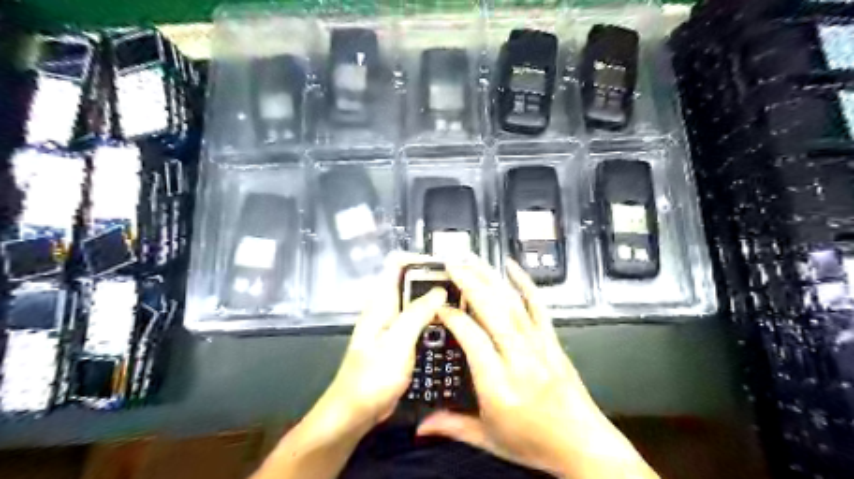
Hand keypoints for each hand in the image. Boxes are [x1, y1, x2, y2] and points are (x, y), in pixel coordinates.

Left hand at [314, 254, 446, 437]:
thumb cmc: (372, 377)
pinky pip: (419, 322)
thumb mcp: (397, 343)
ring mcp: (393, 325)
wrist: (355, 412)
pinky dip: (433, 320)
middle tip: (462, 287)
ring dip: (436, 300)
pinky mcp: (399, 341)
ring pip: (416, 302)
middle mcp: (386, 308)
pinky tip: (450, 327)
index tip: (445, 266)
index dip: (419, 258)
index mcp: (381, 302)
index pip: (396, 263)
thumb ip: (417, 314)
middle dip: (434, 279)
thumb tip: (440, 290)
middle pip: (410, 281)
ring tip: (462, 304)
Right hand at [418, 259, 654, 477]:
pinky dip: (525, 284)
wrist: (583, 447)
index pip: (472, 339)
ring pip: (512, 305)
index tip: (439, 307)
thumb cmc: (536, 444)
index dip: (454, 318)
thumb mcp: (487, 439)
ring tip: (473, 261)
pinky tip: (513, 267)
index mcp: (500, 387)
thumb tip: (423, 426)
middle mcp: (520, 362)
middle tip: (453, 265)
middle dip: (471, 283)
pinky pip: (538, 307)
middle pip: (493, 312)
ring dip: (491, 279)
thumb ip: (452, 426)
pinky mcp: (552, 342)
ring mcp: (539, 348)